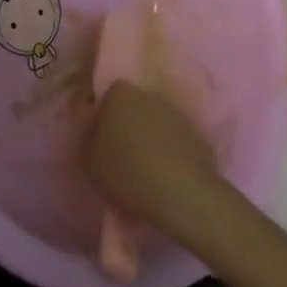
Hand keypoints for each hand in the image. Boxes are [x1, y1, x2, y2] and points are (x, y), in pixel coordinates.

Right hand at [82, 81, 226, 246]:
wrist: (181, 193)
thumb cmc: (125, 171)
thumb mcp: (87, 159)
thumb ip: (87, 135)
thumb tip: (94, 126)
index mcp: (122, 96)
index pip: (110, 94)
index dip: (105, 114)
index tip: (101, 138)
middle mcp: (152, 97)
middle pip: (136, 106)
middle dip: (129, 124)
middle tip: (121, 153)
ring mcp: (179, 115)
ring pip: (158, 122)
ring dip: (151, 138)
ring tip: (145, 168)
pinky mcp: (199, 136)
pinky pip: (177, 140)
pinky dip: (171, 152)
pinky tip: (166, 175)